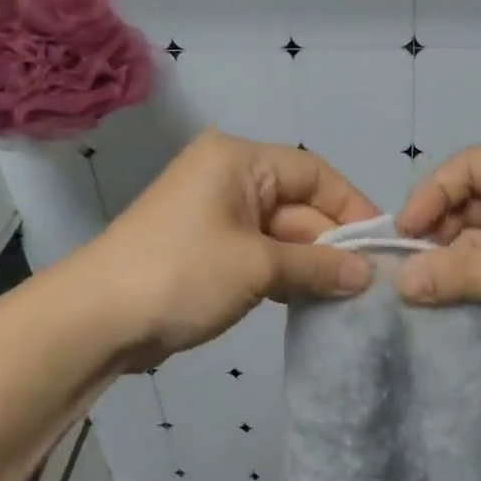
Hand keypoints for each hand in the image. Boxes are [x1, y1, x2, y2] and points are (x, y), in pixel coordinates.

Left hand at [76, 130, 379, 367]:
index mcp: (238, 161)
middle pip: (298, 205)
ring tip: (349, 296)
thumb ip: (318, 266)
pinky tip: (311, 301)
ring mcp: (214, 216)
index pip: (314, 172)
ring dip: (310, 264)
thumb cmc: (182, 274)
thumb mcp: (258, 267)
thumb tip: (367, 275)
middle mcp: (227, 179)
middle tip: (371, 283)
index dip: (352, 206)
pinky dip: (283, 276)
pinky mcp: (206, 251)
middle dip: (331, 243)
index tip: (382, 245)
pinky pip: (258, 255)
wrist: (97, 319)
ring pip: (280, 234)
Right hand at [394, 145, 480, 380]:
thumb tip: (400, 283)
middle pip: (478, 197)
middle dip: (442, 227)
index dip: (433, 192)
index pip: (473, 165)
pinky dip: (478, 274)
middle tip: (413, 265)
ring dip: (458, 255)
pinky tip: (454, 295)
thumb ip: (458, 274)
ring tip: (428, 286)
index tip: (405, 233)